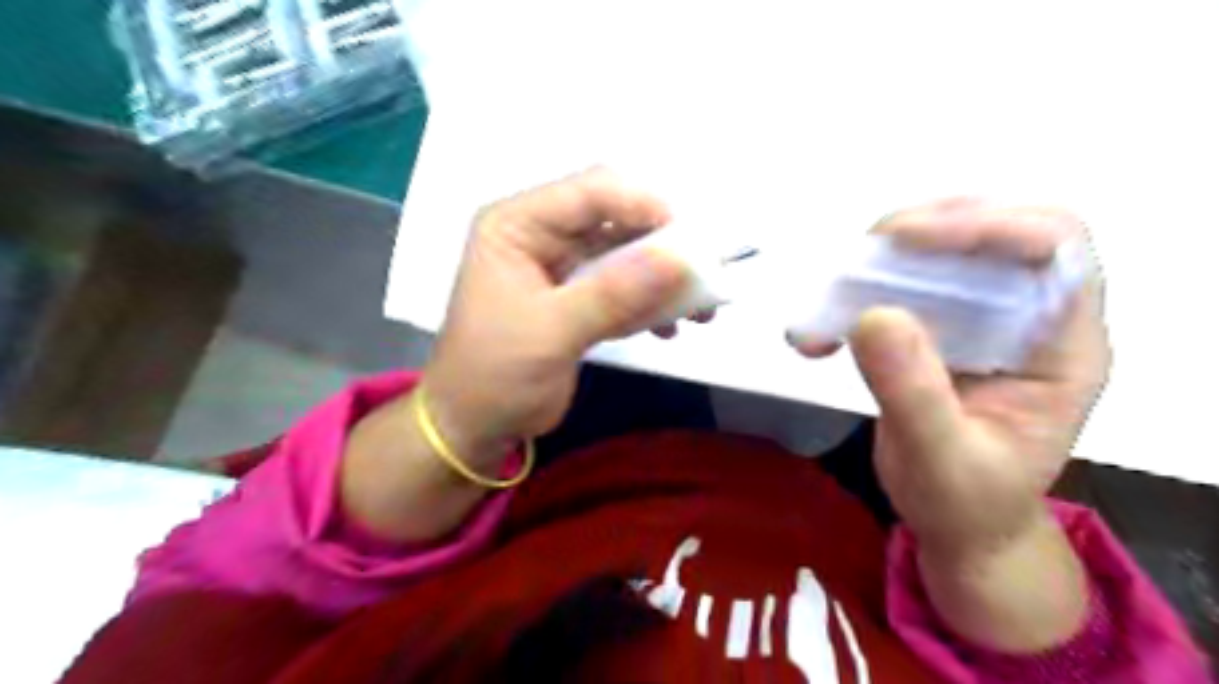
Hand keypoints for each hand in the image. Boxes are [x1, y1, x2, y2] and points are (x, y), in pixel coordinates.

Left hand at [421, 168, 689, 466]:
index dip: (645, 206)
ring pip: (627, 254)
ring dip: (665, 278)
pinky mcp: (579, 297)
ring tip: (699, 310)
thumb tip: (682, 258)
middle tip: (706, 275)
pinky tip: (669, 329)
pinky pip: (625, 287)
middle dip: (664, 247)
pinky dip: (650, 303)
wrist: (475, 426)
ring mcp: (563, 267)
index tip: (691, 241)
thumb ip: (614, 294)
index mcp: (518, 224)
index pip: (592, 192)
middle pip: (617, 219)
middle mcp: (542, 235)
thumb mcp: (551, 332)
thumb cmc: (495, 375)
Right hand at [790, 195, 1112, 558]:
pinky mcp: (944, 328)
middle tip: (864, 255)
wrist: (959, 523)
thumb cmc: (965, 502)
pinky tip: (824, 326)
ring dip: (887, 259)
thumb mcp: (941, 460)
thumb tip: (873, 315)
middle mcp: (1032, 319)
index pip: (1053, 249)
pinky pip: (907, 284)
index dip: (987, 226)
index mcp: (1062, 347)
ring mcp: (986, 320)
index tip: (904, 239)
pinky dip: (860, 292)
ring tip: (837, 289)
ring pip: (949, 251)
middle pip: (999, 232)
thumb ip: (913, 394)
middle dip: (929, 230)